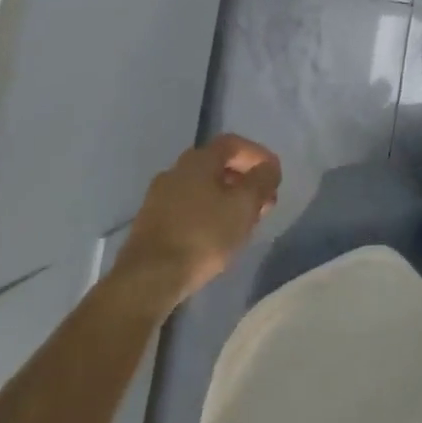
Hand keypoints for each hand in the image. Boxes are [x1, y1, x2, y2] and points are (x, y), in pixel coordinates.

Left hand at [111, 135, 281, 312]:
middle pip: (217, 165)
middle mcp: (175, 171)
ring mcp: (159, 197)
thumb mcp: (243, 206)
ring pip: (202, 188)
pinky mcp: (151, 223)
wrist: (147, 278)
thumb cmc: (202, 235)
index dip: (257, 154)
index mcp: (198, 160)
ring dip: (227, 198)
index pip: (233, 143)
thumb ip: (261, 181)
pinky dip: (208, 213)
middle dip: (244, 180)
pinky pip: (188, 208)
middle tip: (263, 201)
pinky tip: (217, 235)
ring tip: (245, 221)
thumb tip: (269, 167)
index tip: (274, 174)